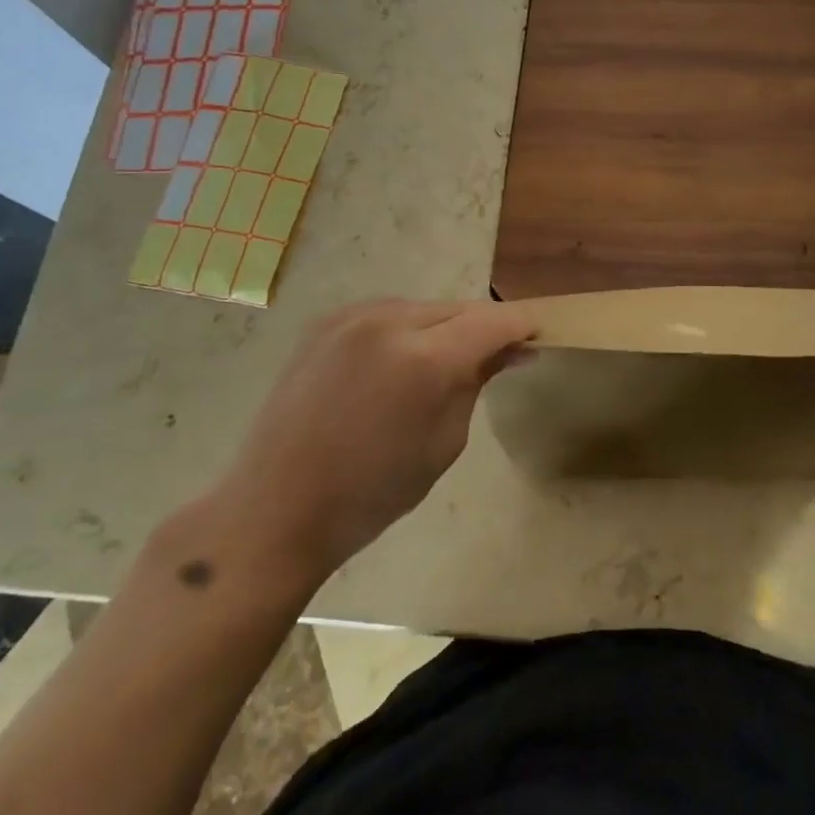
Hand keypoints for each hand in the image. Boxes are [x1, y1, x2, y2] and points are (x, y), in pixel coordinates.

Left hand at [216, 299, 534, 572]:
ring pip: (424, 308)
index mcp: (424, 358)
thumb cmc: (372, 492)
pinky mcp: (325, 323)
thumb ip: (478, 382)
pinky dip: (408, 330)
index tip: (539, 339)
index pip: (493, 321)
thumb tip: (513, 351)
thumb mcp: (444, 442)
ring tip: (447, 366)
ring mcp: (351, 317)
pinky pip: (388, 313)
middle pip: (459, 308)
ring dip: (446, 328)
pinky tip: (402, 363)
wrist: (275, 507)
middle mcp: (388, 320)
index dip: (522, 325)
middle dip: (485, 329)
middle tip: (500, 358)